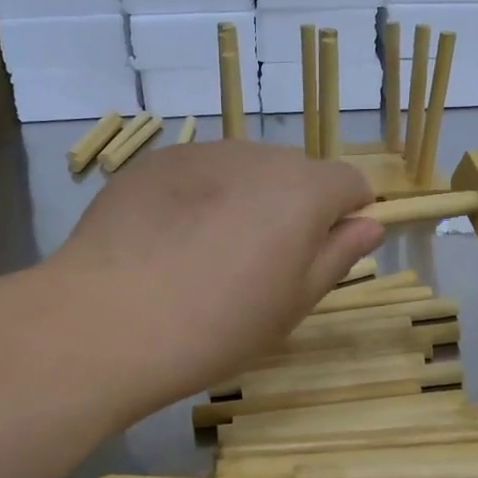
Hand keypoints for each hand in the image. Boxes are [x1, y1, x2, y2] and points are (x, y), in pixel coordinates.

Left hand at [50, 141, 382, 417]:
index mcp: (304, 189)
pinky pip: (197, 173)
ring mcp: (200, 153)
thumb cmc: (218, 324)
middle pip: (296, 173)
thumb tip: (369, 224)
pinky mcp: (153, 162)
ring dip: (245, 199)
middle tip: (260, 266)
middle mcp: (257, 155)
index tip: (322, 254)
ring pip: (244, 170)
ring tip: (207, 254)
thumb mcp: (293, 302)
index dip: (347, 216)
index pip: (350, 182)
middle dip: (293, 208)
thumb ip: (338, 255)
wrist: (108, 320)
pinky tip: (168, 242)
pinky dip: (199, 197)